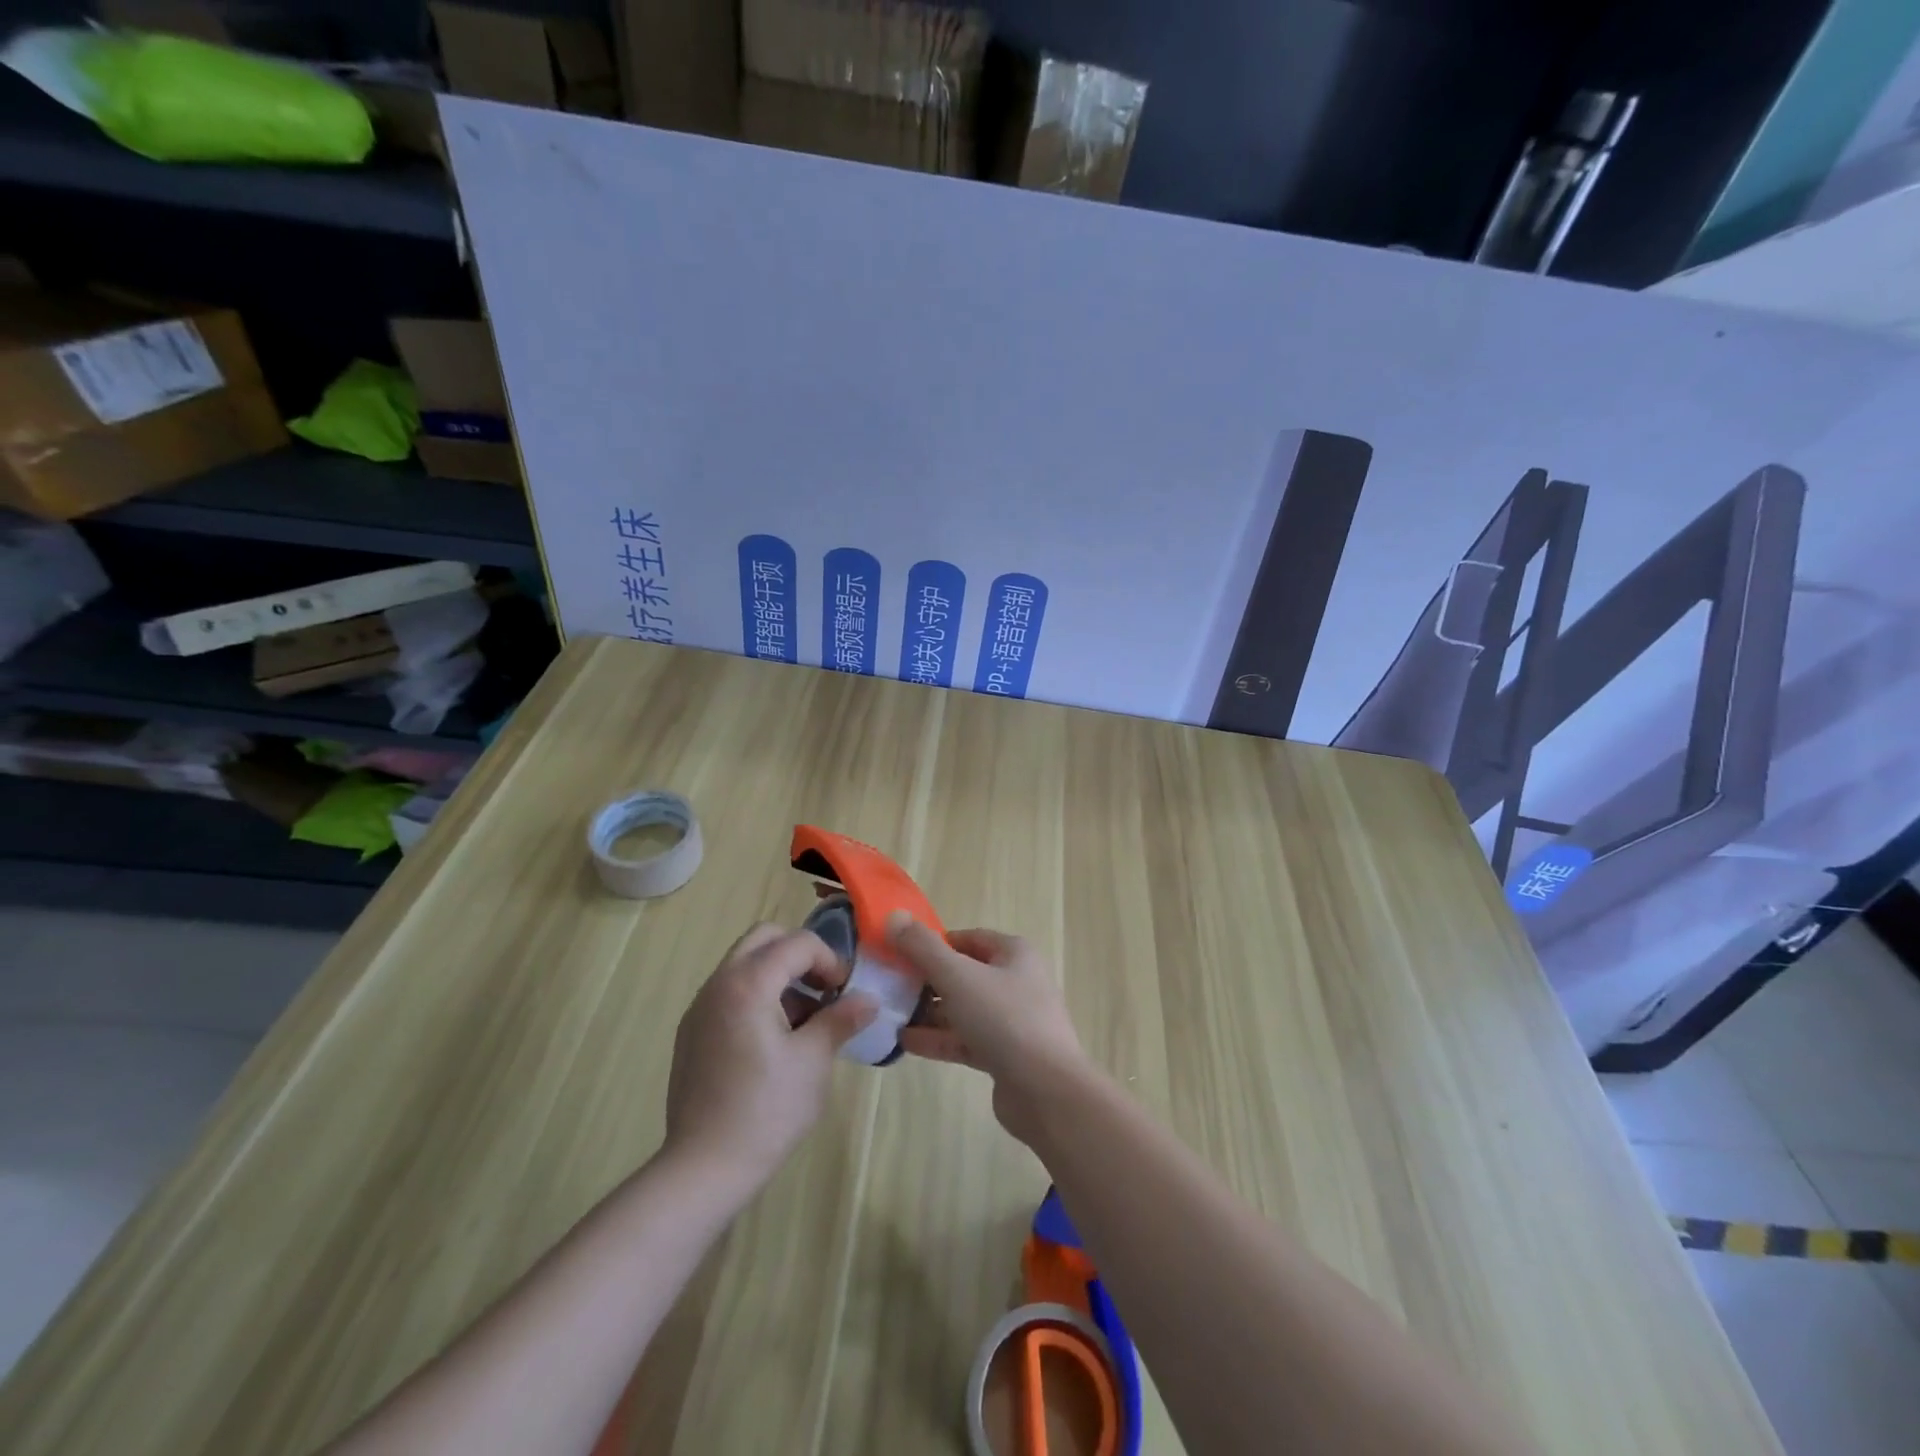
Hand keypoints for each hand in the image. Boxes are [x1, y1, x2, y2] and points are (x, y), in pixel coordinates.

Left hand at [662, 925, 875, 1196]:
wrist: (703, 1168)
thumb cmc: (765, 1110)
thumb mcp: (814, 1061)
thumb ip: (841, 1019)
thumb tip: (868, 1000)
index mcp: (748, 983)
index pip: (797, 943)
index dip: (830, 960)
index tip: (845, 992)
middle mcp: (718, 984)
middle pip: (764, 939)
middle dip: (800, 954)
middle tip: (823, 989)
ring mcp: (700, 1008)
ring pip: (744, 964)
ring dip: (778, 975)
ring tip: (804, 1019)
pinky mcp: (692, 1033)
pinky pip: (729, 992)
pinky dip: (757, 996)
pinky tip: (774, 1041)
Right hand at [888, 913, 1088, 1144]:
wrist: (1046, 1090)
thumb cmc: (1004, 1019)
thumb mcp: (958, 976)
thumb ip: (923, 948)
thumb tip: (894, 916)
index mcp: (1014, 954)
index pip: (969, 938)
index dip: (935, 942)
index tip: (901, 952)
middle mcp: (1016, 982)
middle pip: (964, 974)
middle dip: (928, 980)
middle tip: (891, 985)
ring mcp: (1012, 1021)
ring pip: (963, 1009)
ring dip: (929, 1012)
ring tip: (891, 1014)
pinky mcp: (1004, 1055)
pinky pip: (966, 1039)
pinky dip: (939, 1038)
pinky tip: (905, 1042)